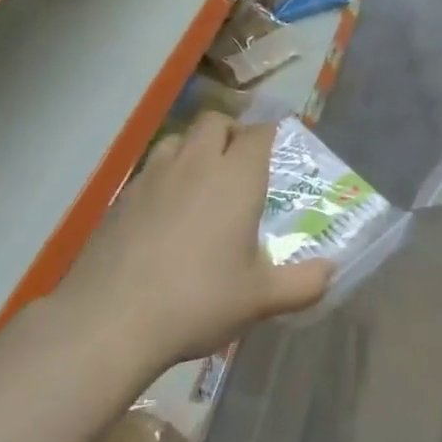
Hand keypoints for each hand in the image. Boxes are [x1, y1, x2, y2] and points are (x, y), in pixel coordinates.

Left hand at [56, 113, 331, 368]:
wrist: (110, 320)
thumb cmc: (198, 300)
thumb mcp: (261, 299)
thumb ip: (304, 284)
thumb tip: (330, 272)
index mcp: (237, 178)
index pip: (259, 133)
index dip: (270, 134)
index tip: (277, 147)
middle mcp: (196, 164)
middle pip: (216, 122)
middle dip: (232, 131)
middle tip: (241, 162)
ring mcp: (153, 177)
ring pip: (178, 138)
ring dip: (195, 147)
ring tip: (202, 179)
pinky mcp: (121, 197)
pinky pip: (150, 167)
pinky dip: (165, 174)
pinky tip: (165, 210)